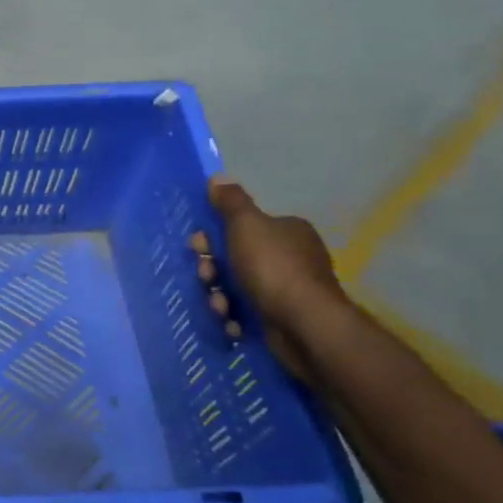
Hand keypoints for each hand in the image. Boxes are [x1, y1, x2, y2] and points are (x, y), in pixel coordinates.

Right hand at [191, 177, 345, 377]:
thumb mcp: (247, 225)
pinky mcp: (281, 318)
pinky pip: (246, 313)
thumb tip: (218, 178)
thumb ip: (231, 202)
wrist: (304, 324)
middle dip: (213, 271)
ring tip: (221, 308)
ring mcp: (287, 290)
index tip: (198, 248)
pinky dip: (235, 318)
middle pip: (235, 259)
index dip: (214, 236)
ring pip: (236, 288)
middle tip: (207, 279)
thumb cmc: (273, 268)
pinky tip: (232, 323)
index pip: (242, 227)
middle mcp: (290, 257)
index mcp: (286, 231)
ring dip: (219, 297)